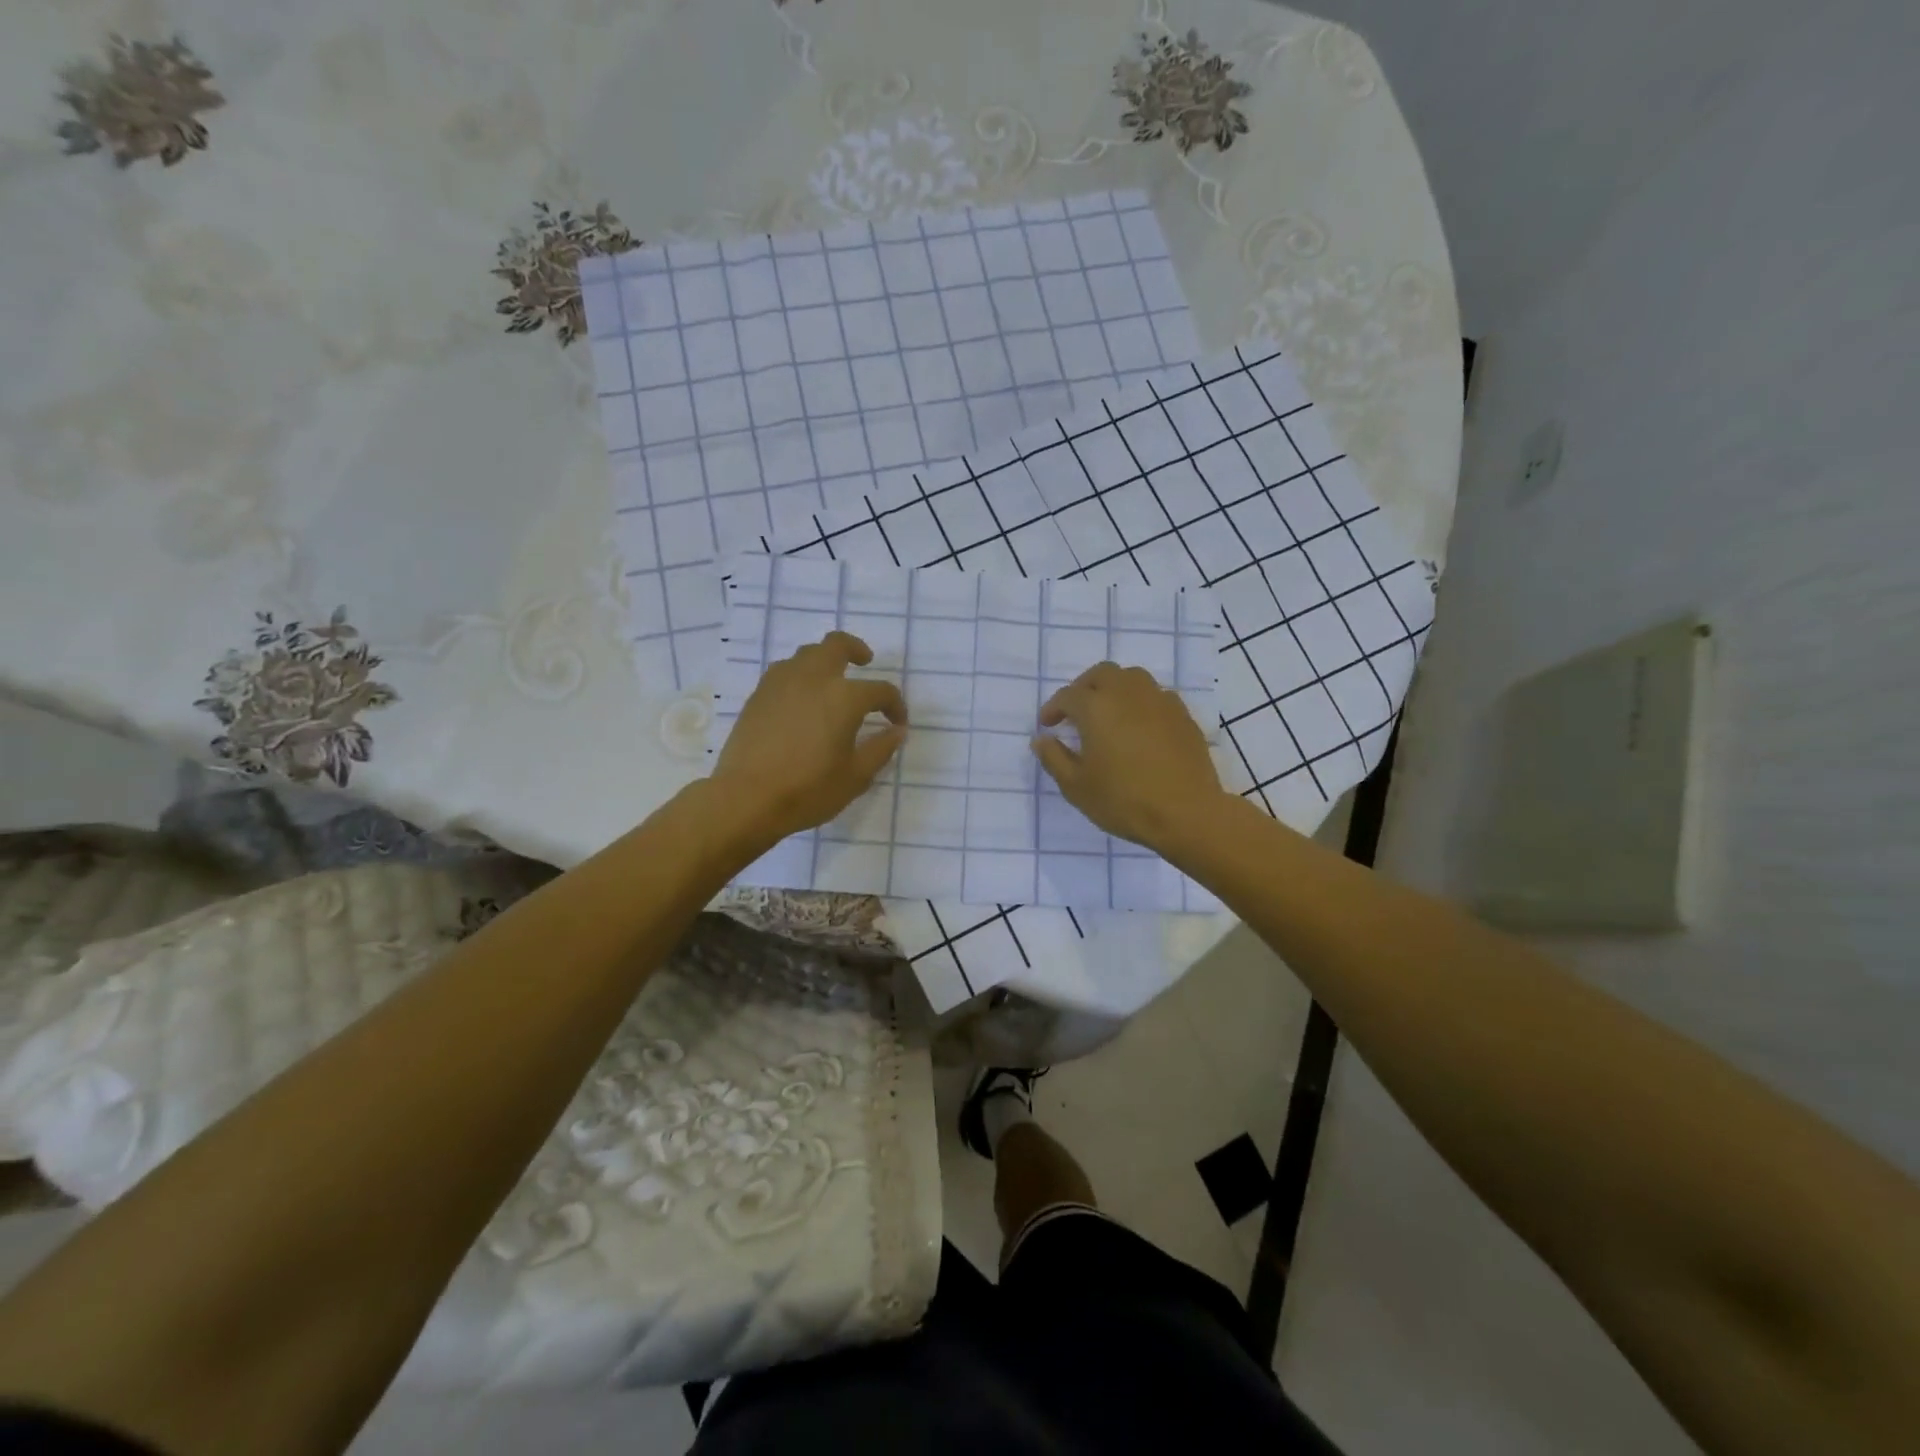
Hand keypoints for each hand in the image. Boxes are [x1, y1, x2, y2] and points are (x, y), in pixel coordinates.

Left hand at [709, 631, 907, 850]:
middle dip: (856, 649)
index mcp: (844, 697)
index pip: (880, 690)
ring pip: (807, 654)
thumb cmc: (808, 790)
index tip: (897, 723)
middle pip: (837, 645)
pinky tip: (802, 698)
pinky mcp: (758, 695)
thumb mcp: (856, 777)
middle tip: (865, 662)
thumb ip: (880, 749)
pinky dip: (800, 675)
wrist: (746, 799)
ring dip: (825, 660)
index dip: (895, 705)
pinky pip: (784, 671)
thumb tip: (896, 731)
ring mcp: (781, 683)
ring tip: (831, 681)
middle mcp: (814, 679)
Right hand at [1032, 662, 1224, 852]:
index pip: (1068, 696)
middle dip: (1084, 687)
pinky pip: (1156, 696)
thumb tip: (1042, 739)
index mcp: (1096, 707)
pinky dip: (1140, 703)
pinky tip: (1139, 726)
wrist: (1186, 813)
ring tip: (1108, 713)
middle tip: (1076, 711)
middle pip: (1102, 674)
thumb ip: (1054, 758)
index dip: (1053, 708)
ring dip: (1114, 689)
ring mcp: (1159, 701)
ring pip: (1132, 678)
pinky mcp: (1182, 715)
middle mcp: (1128, 693)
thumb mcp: (1076, 786)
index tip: (1047, 725)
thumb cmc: (1123, 800)